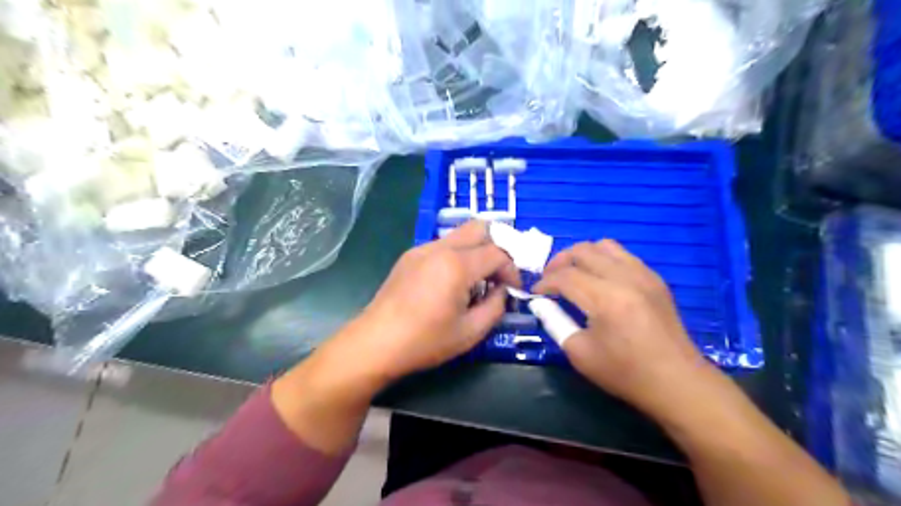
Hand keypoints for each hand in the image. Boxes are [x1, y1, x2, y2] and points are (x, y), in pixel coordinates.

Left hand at [343, 221, 521, 382]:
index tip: (514, 289)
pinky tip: (451, 282)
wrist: (376, 343)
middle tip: (498, 275)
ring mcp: (421, 249)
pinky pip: (443, 245)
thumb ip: (496, 306)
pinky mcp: (409, 256)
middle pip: (480, 228)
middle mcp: (440, 248)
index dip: (512, 270)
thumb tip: (502, 291)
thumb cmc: (425, 341)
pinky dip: (457, 255)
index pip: (498, 253)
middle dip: (497, 248)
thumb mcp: (471, 332)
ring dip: (476, 251)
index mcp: (457, 265)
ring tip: (476, 281)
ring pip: (460, 234)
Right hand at [530, 239, 713, 417]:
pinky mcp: (655, 279)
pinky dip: (603, 260)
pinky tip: (599, 280)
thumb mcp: (580, 353)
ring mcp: (644, 275)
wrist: (678, 382)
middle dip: (559, 262)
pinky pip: (623, 255)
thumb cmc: (625, 373)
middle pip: (583, 251)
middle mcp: (625, 278)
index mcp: (606, 299)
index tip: (535, 294)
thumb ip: (555, 322)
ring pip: (604, 245)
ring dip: (582, 256)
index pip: (565, 276)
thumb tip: (540, 303)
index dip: (545, 282)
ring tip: (573, 274)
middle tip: (550, 280)